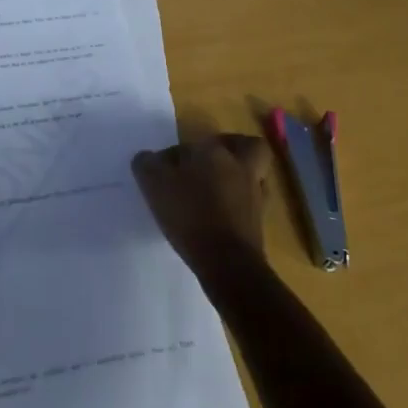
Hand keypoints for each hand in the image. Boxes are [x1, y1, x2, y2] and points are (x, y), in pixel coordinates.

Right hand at [131, 132, 272, 285]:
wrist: (227, 263)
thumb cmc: (190, 216)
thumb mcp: (155, 185)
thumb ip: (147, 165)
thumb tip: (147, 159)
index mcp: (213, 151)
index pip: (192, 143)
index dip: (175, 155)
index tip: (162, 172)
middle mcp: (239, 166)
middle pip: (246, 146)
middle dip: (232, 149)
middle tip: (211, 163)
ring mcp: (254, 194)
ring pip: (253, 175)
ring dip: (237, 179)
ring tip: (215, 192)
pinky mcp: (260, 222)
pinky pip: (251, 203)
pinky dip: (240, 205)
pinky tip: (222, 216)